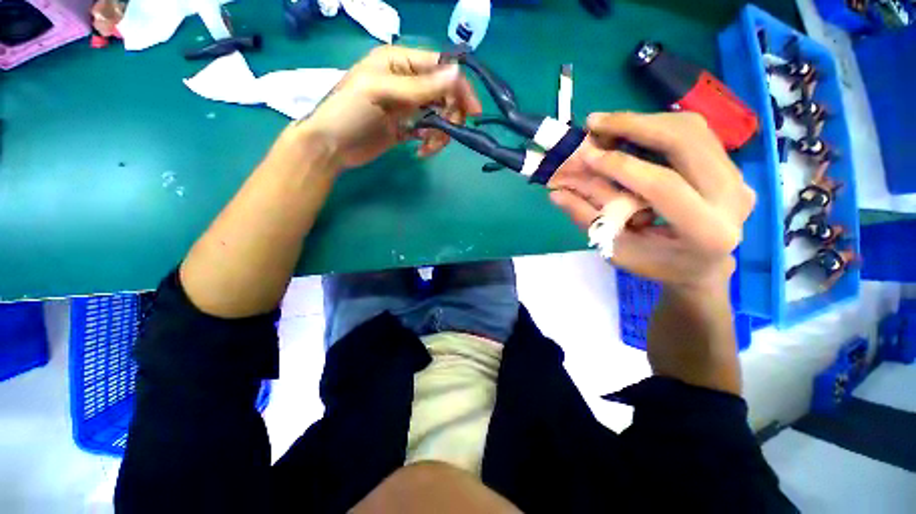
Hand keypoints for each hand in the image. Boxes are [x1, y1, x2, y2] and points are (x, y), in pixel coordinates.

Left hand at [293, 45, 481, 169]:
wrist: (331, 147)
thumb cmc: (349, 112)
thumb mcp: (382, 92)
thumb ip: (420, 86)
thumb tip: (458, 74)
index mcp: (400, 63)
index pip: (440, 68)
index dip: (459, 87)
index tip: (473, 112)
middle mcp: (407, 82)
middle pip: (444, 94)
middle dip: (449, 116)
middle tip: (443, 135)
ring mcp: (407, 107)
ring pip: (439, 116)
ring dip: (440, 133)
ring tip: (428, 146)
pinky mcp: (406, 128)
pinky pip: (429, 132)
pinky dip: (431, 142)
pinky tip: (421, 151)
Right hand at [548, 112, 755, 291]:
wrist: (702, 267)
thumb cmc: (657, 265)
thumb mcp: (618, 250)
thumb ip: (589, 219)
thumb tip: (556, 194)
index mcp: (706, 231)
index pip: (664, 186)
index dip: (622, 166)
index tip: (586, 155)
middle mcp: (732, 198)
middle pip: (687, 141)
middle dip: (635, 125)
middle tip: (594, 123)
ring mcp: (738, 177)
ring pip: (693, 129)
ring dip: (645, 121)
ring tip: (608, 126)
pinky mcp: (732, 166)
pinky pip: (696, 133)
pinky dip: (658, 127)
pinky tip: (631, 133)